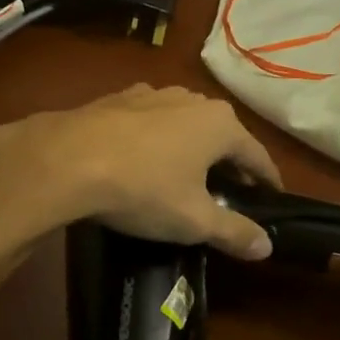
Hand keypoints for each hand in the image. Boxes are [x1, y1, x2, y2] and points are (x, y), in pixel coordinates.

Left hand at [0, 85, 281, 259]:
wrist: (67, 159)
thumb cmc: (143, 188)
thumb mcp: (194, 220)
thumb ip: (235, 232)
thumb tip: (267, 246)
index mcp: (220, 124)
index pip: (257, 155)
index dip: (267, 181)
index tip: (272, 198)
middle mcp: (193, 99)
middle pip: (223, 135)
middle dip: (229, 163)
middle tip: (230, 192)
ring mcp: (154, 93)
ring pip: (186, 124)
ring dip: (192, 148)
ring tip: (187, 175)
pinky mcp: (119, 97)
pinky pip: (152, 120)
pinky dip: (158, 139)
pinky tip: (144, 158)